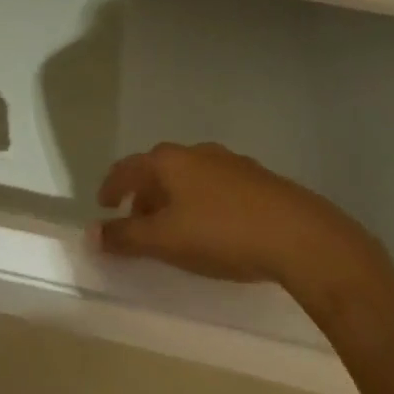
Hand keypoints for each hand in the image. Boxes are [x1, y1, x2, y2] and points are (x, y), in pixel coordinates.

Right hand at [94, 142, 376, 291]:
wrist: (302, 237)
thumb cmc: (223, 234)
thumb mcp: (167, 241)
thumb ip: (127, 237)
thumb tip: (91, 234)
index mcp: (168, 160)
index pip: (127, 168)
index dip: (112, 187)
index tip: (104, 206)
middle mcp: (195, 152)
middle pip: (159, 171)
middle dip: (146, 196)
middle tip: (140, 223)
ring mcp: (230, 163)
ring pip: (190, 178)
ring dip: (177, 199)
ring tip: (179, 229)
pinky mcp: (260, 180)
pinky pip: (219, 187)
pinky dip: (206, 203)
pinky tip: (218, 228)